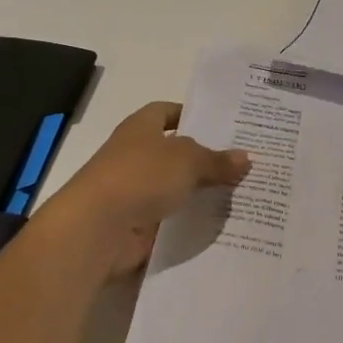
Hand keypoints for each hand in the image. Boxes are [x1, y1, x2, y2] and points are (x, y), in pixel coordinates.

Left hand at [43, 101, 250, 275]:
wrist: (97, 229)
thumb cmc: (140, 177)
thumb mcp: (187, 161)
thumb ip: (217, 160)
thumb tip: (245, 158)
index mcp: (141, 128)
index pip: (166, 112)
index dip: (190, 115)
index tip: (222, 125)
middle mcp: (136, 156)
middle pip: (176, 152)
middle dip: (205, 157)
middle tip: (244, 161)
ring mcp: (136, 192)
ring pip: (176, 188)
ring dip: (201, 192)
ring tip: (242, 193)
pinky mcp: (139, 224)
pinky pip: (172, 219)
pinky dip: (192, 222)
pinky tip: (223, 223)